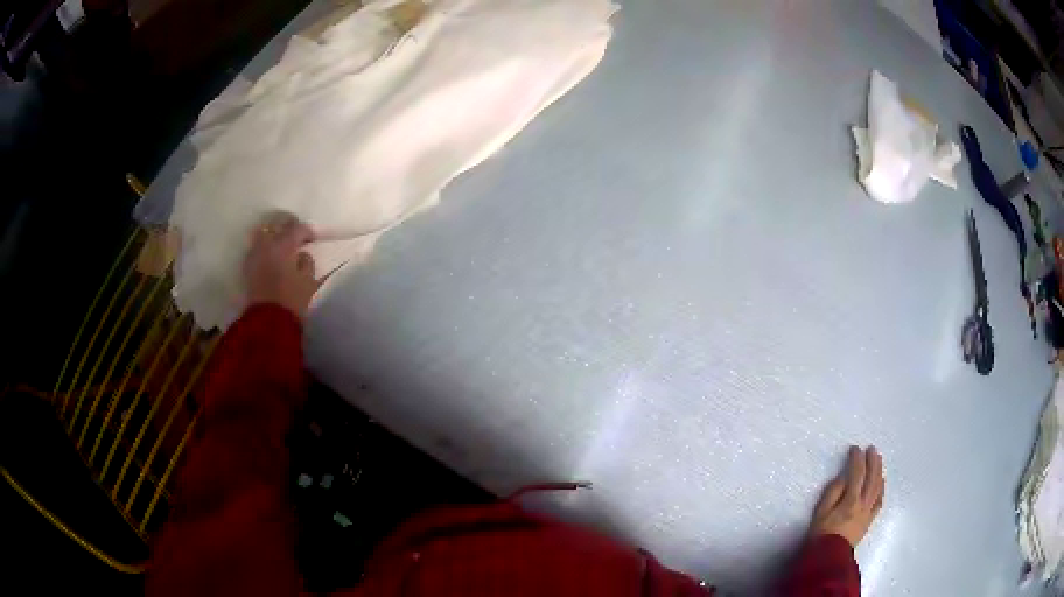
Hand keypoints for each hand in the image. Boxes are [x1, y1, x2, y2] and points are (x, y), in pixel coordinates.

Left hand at [243, 212, 318, 317]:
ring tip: (281, 244)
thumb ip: (306, 262)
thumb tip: (302, 255)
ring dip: (273, 235)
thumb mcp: (308, 281)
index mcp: (284, 245)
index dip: (307, 231)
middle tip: (296, 235)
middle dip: (287, 226)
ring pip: (263, 233)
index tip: (312, 238)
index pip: (297, 228)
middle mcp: (267, 244)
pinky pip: (256, 248)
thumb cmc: (292, 300)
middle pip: (276, 224)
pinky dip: (264, 248)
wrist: (268, 322)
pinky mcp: (247, 266)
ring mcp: (254, 254)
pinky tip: (270, 256)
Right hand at [809, 445, 883, 547]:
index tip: (855, 449)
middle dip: (873, 461)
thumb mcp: (820, 512)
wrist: (829, 557)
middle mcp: (863, 503)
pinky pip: (879, 501)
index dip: (857, 459)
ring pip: (878, 487)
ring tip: (878, 461)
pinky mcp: (869, 520)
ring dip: (879, 472)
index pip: (857, 473)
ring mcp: (868, 512)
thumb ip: (832, 492)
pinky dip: (882, 489)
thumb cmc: (822, 534)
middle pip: (872, 478)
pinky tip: (881, 483)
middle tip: (872, 449)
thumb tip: (843, 478)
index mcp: (851, 500)